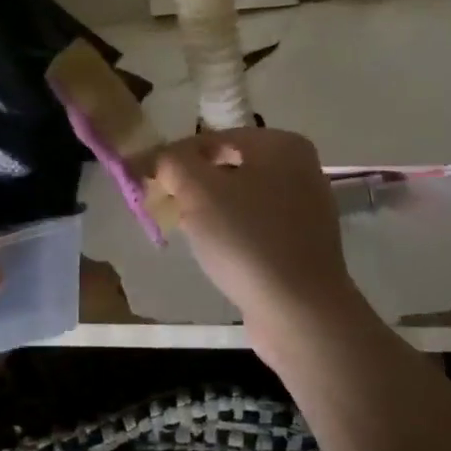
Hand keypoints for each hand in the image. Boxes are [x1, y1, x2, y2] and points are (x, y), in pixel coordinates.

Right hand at [153, 128, 361, 358]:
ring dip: (209, 209)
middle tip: (163, 205)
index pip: (211, 139)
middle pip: (227, 166)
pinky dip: (232, 232)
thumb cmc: (247, 239)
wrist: (300, 312)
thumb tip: (156, 159)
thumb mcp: (198, 191)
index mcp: (280, 144)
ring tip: (186, 230)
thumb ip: (171, 163)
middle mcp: (300, 168)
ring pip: (241, 197)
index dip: (173, 157)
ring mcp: (306, 208)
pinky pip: (257, 225)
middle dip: (191, 184)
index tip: (144, 179)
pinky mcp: (304, 244)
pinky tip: (217, 252)